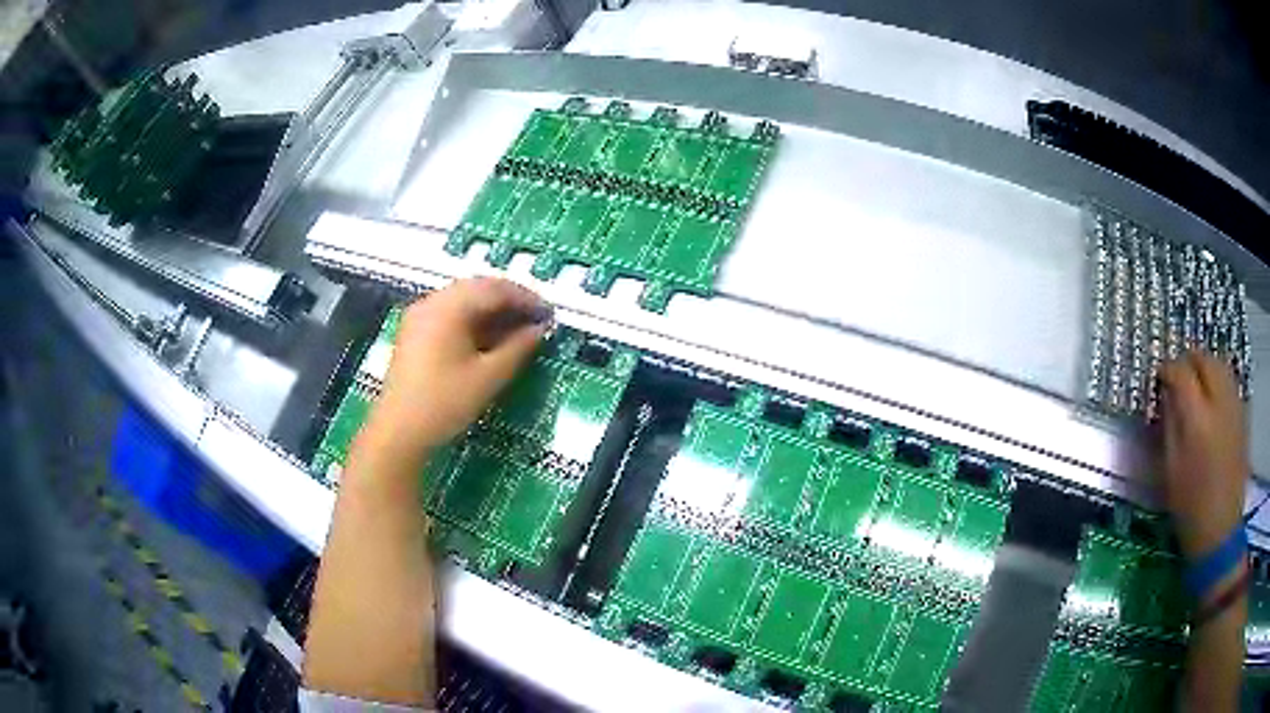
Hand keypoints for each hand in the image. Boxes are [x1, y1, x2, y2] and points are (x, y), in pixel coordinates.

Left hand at [356, 278, 550, 463]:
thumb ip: (518, 348)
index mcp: (449, 307)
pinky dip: (473, 321)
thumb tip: (540, 330)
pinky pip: (450, 314)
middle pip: (478, 289)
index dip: (526, 299)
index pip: (495, 289)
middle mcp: (432, 302)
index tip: (549, 315)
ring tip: (518, 330)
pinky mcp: (415, 333)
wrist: (398, 432)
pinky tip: (489, 339)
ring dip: (492, 311)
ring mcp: (420, 316)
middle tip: (536, 320)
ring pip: (463, 301)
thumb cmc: (444, 402)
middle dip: (510, 302)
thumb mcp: (488, 377)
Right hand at [1157, 351, 1248, 560]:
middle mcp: (1219, 403)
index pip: (1181, 372)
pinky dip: (1219, 381)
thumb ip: (1169, 424)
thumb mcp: (1170, 469)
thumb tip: (1166, 393)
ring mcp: (1235, 407)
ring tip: (1196, 384)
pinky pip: (1230, 382)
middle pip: (1205, 359)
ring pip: (1221, 365)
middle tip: (1178, 376)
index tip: (1160, 376)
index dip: (1168, 369)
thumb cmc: (1189, 507)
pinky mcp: (1243, 415)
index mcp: (1197, 420)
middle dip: (1189, 361)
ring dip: (1206, 367)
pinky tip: (1213, 401)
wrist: (1219, 530)